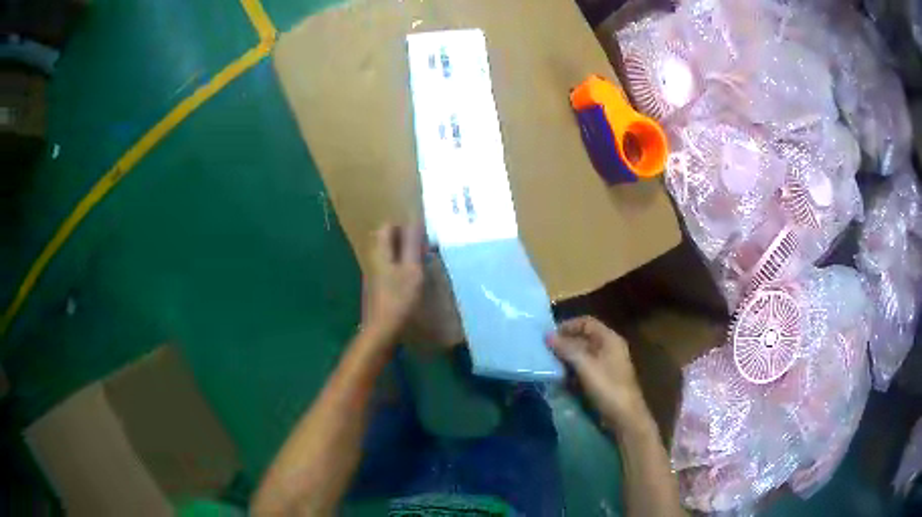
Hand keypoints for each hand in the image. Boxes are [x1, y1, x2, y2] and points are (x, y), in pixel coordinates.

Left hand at [362, 223, 423, 340]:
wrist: (381, 330)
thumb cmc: (398, 298)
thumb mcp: (411, 269)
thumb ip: (412, 245)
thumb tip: (415, 221)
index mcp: (380, 253)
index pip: (386, 227)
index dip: (403, 226)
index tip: (420, 234)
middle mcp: (373, 260)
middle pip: (386, 241)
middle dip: (404, 240)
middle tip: (424, 248)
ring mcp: (373, 276)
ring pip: (388, 257)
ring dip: (404, 256)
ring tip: (422, 263)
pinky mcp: (376, 290)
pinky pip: (388, 271)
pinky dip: (400, 270)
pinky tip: (412, 281)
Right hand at [547, 316, 645, 429]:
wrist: (624, 416)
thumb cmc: (607, 387)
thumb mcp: (585, 366)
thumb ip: (567, 349)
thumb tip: (547, 336)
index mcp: (610, 339)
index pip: (586, 322)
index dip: (568, 326)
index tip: (549, 335)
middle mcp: (609, 348)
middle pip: (584, 337)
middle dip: (565, 342)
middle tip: (545, 350)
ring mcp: (607, 365)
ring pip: (583, 354)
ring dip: (567, 357)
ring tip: (549, 363)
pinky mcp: (603, 379)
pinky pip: (584, 368)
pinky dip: (572, 370)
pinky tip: (560, 377)